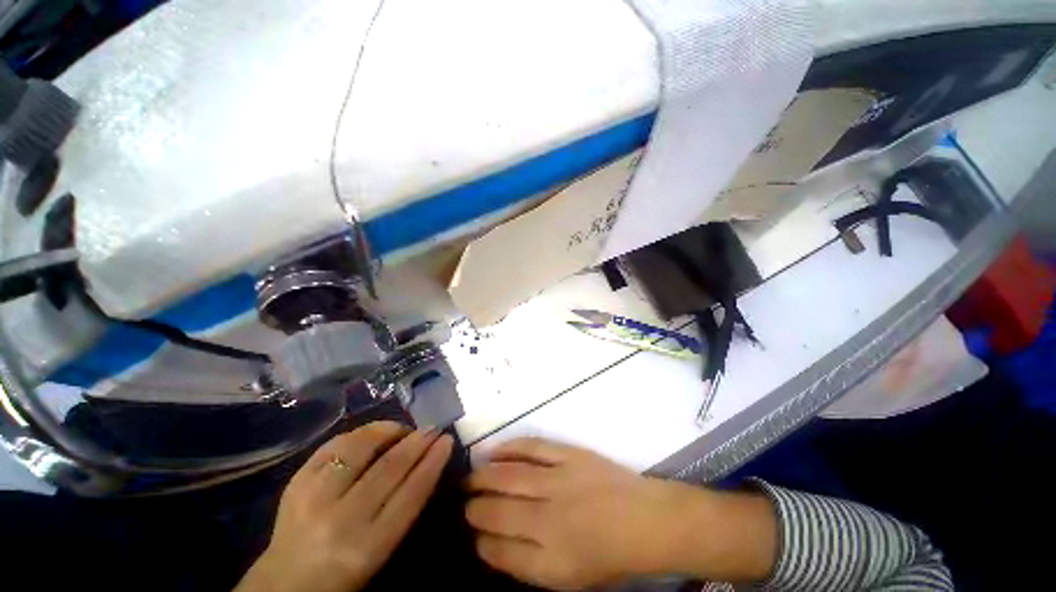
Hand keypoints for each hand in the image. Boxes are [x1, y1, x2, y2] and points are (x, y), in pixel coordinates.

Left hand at [236, 422, 453, 591]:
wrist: (284, 584)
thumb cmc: (343, 574)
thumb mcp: (381, 552)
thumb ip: (404, 509)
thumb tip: (427, 462)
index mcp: (366, 547)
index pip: (410, 494)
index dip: (433, 462)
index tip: (447, 441)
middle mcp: (340, 520)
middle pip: (389, 468)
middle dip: (418, 442)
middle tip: (433, 428)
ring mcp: (313, 498)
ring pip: (360, 448)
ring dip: (389, 431)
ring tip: (404, 429)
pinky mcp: (295, 482)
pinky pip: (334, 445)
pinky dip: (360, 434)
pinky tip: (373, 434)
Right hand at [465, 438, 694, 588]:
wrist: (645, 520)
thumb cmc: (609, 556)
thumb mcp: (569, 579)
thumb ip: (528, 565)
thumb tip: (493, 546)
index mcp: (550, 559)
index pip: (499, 550)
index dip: (481, 541)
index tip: (472, 533)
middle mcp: (549, 519)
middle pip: (498, 510)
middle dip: (474, 507)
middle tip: (464, 502)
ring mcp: (559, 480)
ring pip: (508, 476)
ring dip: (483, 476)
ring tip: (470, 477)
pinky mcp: (569, 454)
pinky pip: (532, 447)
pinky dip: (509, 448)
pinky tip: (494, 451)